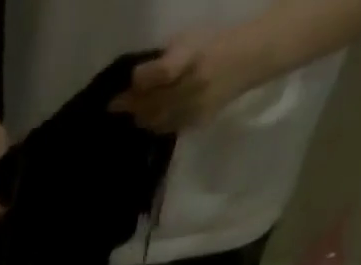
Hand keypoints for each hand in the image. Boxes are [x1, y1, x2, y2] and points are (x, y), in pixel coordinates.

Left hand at [111, 27, 272, 132]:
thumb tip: (134, 80)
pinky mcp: (194, 123)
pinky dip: (153, 124)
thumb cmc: (212, 44)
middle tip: (114, 106)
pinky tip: (147, 119)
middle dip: (130, 105)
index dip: (141, 79)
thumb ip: (162, 59)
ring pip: (155, 120)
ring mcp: (194, 108)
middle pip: (152, 104)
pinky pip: (166, 128)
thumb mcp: (189, 39)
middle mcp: (193, 86)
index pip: (162, 74)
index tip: (127, 82)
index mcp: (194, 57)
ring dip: (139, 117)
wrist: (247, 60)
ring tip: (130, 112)